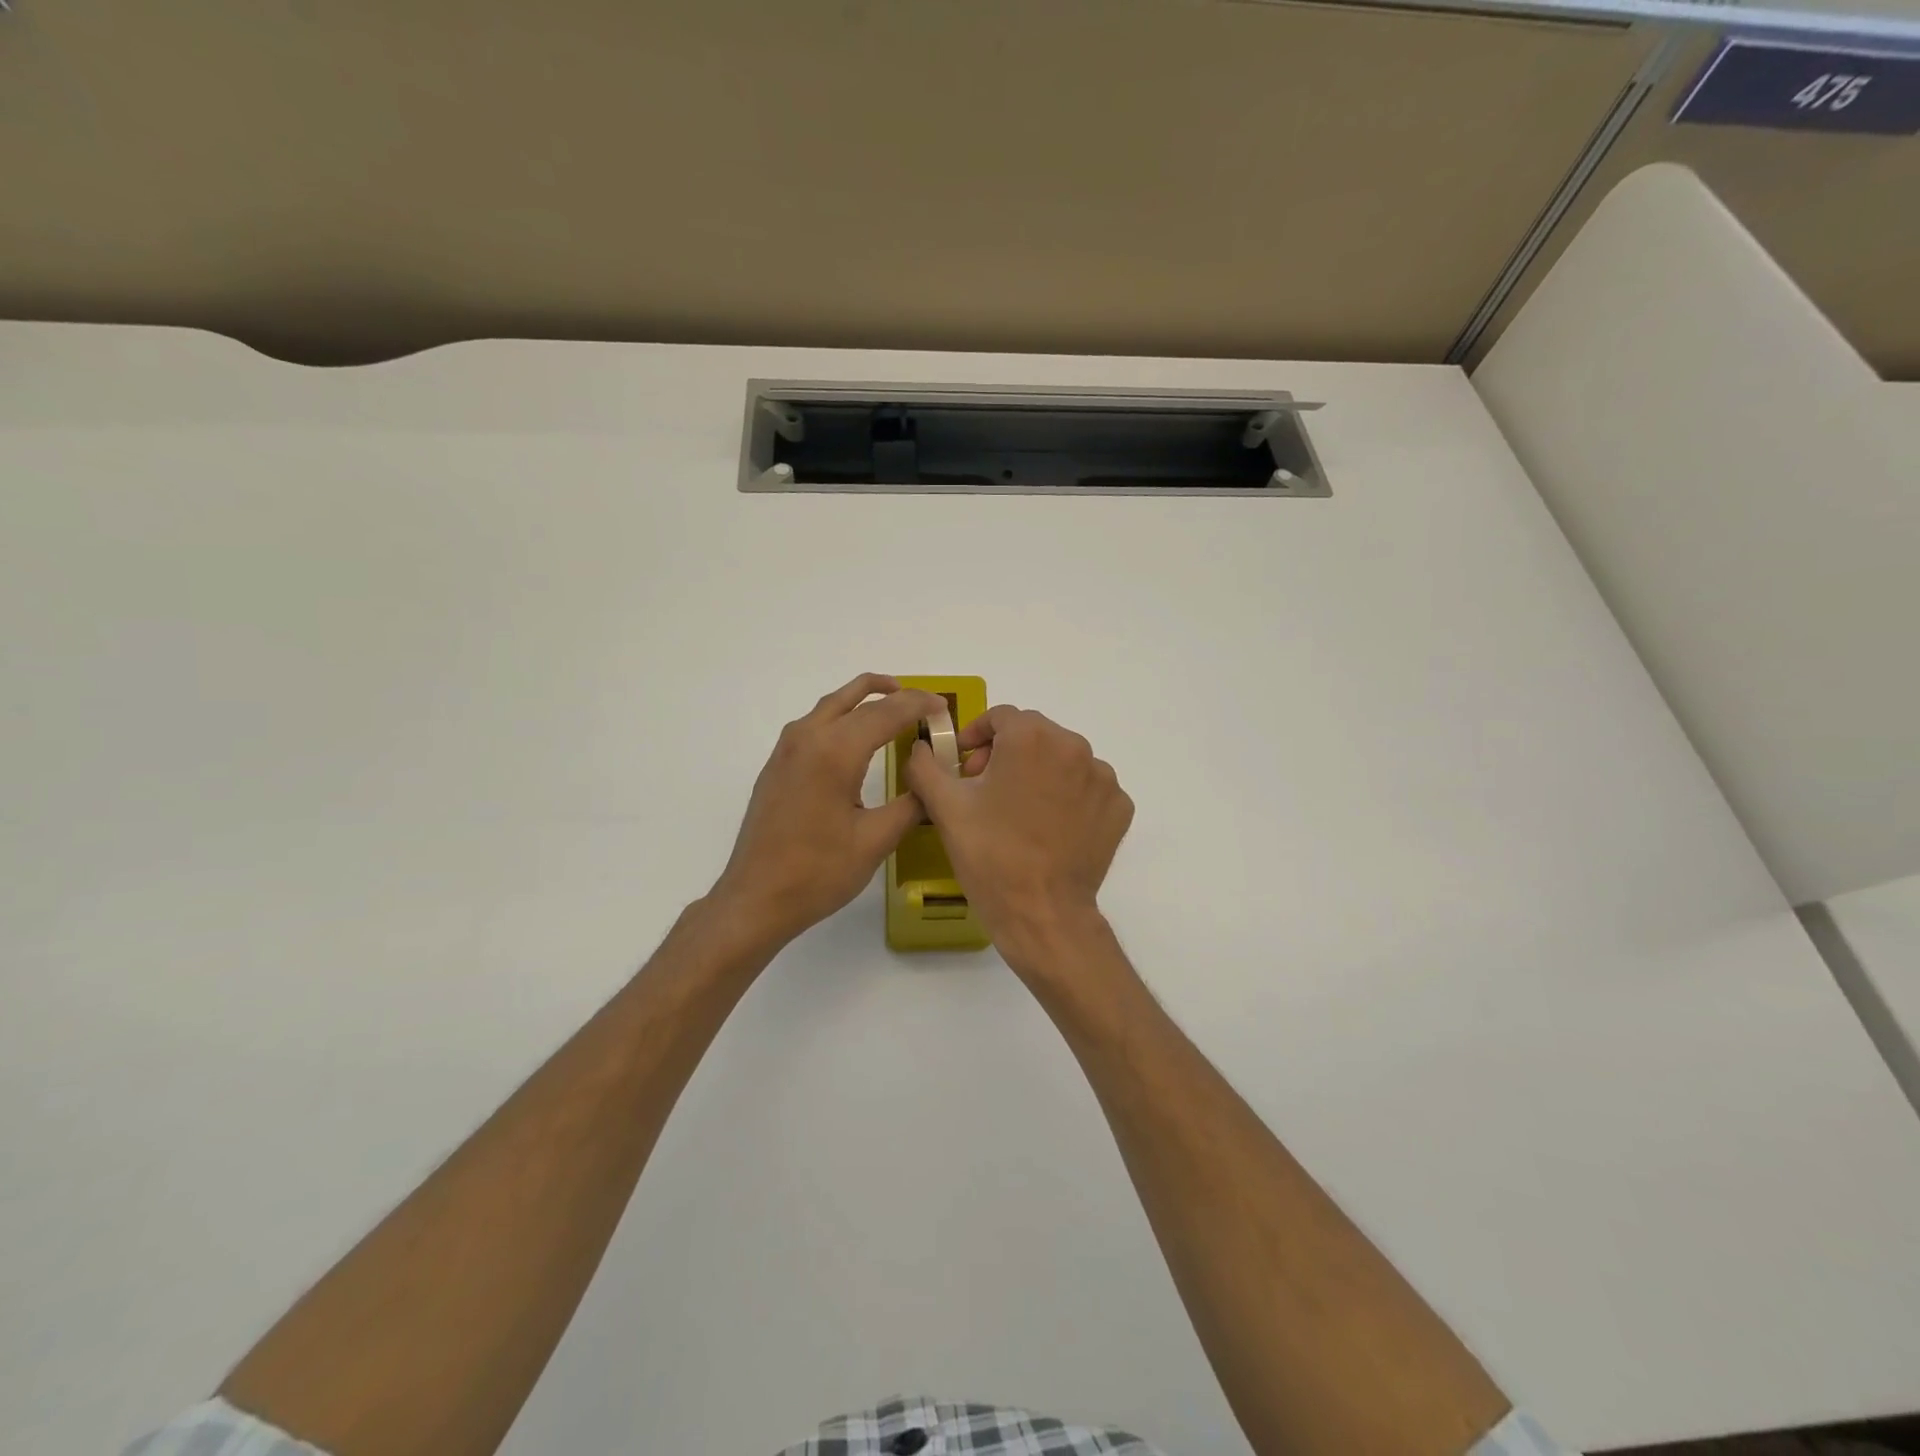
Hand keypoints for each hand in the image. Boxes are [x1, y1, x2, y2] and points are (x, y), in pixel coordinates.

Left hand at [712, 673, 939, 947]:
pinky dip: (843, 716)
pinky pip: (814, 724)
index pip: (886, 712)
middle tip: (925, 704)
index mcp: (835, 752)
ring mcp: (786, 749)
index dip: (919, 705)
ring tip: (894, 706)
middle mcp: (808, 738)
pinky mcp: (777, 765)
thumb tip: (930, 781)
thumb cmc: (818, 872)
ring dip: (864, 698)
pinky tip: (856, 739)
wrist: (755, 898)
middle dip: (895, 695)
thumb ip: (911, 804)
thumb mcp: (876, 841)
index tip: (944, 708)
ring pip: (831, 705)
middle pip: (856, 698)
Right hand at [903, 705, 1132, 976]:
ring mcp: (1103, 778)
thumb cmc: (990, 855)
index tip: (963, 764)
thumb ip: (925, 765)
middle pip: (1034, 735)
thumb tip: (921, 747)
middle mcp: (1074, 746)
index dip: (976, 736)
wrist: (1042, 913)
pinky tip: (1049, 827)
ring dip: (1039, 773)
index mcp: (1031, 737)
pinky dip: (1068, 797)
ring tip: (1018, 811)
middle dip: (1006, 754)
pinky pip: (1088, 788)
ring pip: (1063, 760)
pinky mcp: (1119, 807)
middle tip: (984, 789)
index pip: (1001, 717)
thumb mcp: (945, 807)